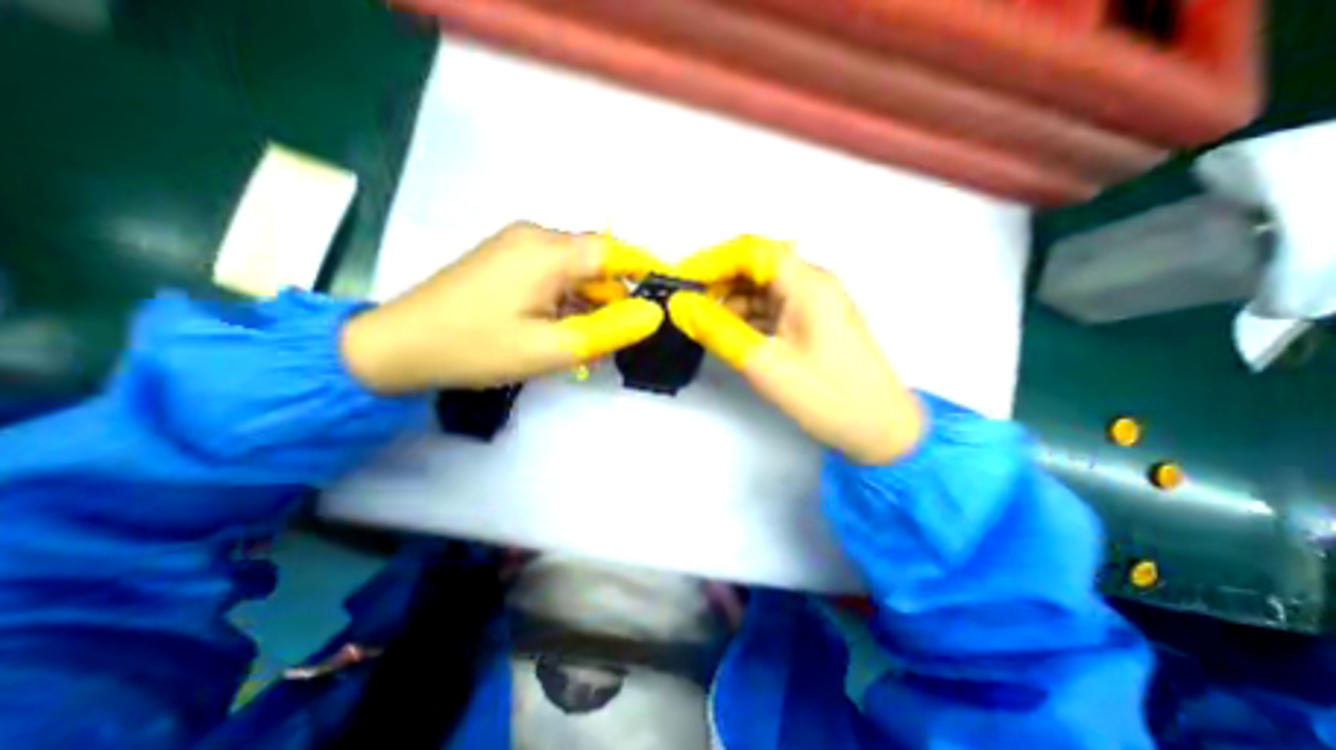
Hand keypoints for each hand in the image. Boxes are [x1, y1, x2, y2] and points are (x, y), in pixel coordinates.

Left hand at [340, 220, 662, 391]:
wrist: (396, 347)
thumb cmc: (476, 348)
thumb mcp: (552, 348)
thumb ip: (609, 329)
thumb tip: (653, 314)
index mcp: (548, 251)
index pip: (616, 252)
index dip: (647, 272)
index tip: (668, 298)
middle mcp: (536, 237)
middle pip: (596, 263)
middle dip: (614, 299)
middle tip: (620, 340)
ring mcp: (518, 246)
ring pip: (576, 272)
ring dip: (590, 305)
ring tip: (589, 345)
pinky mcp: (507, 260)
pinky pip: (554, 276)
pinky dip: (568, 303)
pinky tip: (563, 331)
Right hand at [675, 238, 925, 466]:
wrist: (879, 430)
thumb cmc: (826, 396)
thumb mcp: (764, 364)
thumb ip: (718, 331)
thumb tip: (680, 307)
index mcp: (808, 283)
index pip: (751, 252)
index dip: (711, 261)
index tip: (680, 281)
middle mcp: (812, 284)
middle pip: (756, 268)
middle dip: (717, 283)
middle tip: (685, 306)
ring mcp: (813, 304)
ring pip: (761, 290)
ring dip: (730, 302)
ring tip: (700, 322)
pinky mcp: (811, 323)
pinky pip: (771, 309)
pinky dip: (746, 318)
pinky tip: (726, 333)